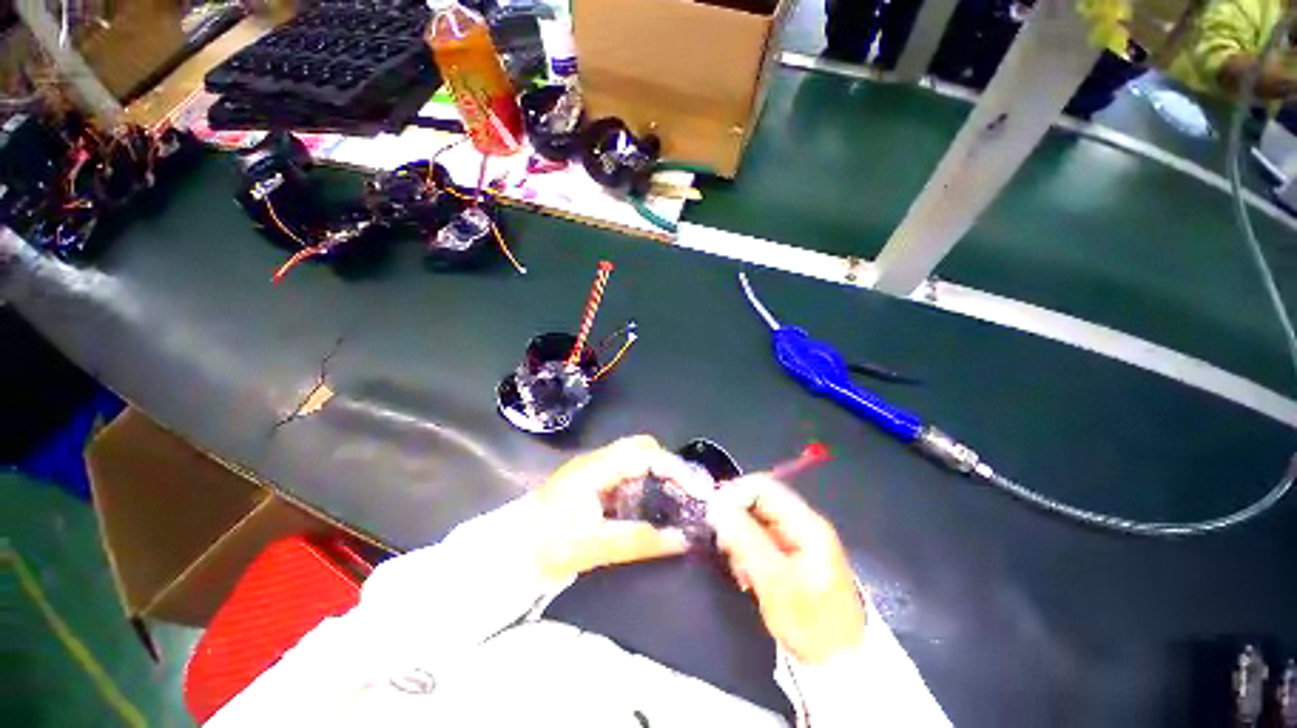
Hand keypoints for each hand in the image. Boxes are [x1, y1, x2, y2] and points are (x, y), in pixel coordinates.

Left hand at [528, 435, 689, 580]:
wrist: (509, 552)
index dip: (673, 467)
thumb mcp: (594, 546)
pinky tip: (651, 507)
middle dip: (667, 466)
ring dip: (657, 474)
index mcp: (597, 467)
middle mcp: (598, 460)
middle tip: (685, 494)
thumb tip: (682, 539)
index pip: (644, 453)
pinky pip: (627, 474)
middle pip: (642, 448)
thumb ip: (639, 540)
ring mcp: (595, 469)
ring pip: (635, 459)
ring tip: (675, 500)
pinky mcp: (594, 482)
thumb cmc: (547, 545)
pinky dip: (645, 484)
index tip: (694, 489)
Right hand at [708, 476, 865, 664]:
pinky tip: (746, 576)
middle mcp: (802, 524)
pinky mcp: (790, 556)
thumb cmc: (810, 623)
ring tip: (740, 570)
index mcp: (806, 523)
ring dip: (740, 540)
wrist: (836, 665)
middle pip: (758, 503)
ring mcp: (796, 540)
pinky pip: (760, 541)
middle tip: (725, 548)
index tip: (713, 515)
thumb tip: (716, 506)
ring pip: (755, 522)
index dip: (735, 494)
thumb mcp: (774, 581)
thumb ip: (744, 539)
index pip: (763, 487)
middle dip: (736, 521)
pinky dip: (747, 553)